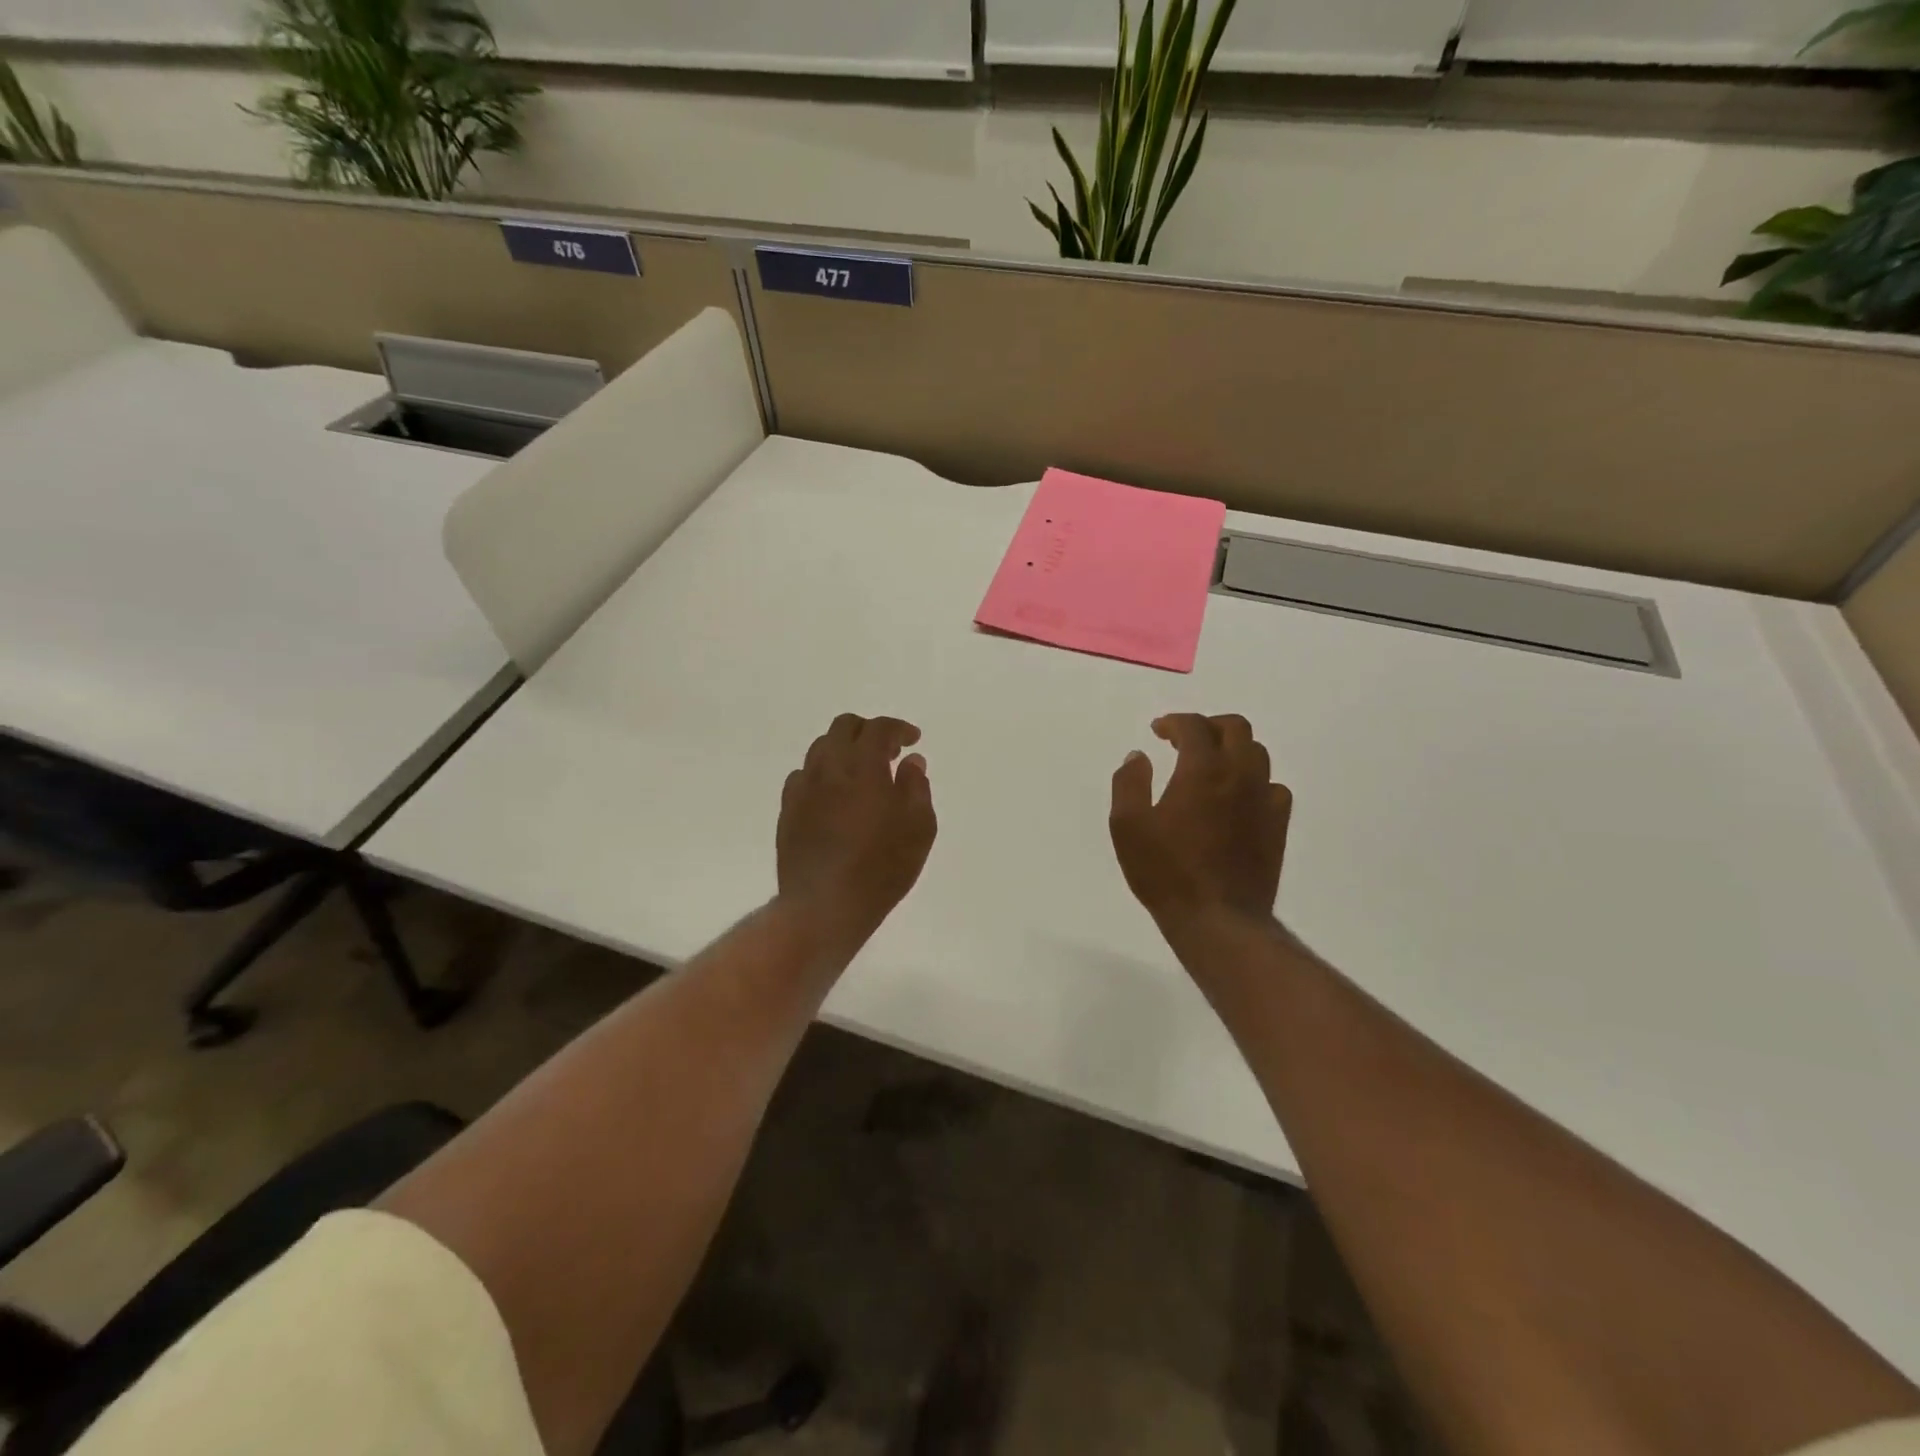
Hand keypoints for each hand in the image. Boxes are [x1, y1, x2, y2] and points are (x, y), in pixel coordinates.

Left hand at [777, 714, 936, 952]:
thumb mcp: (918, 827)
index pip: (879, 728)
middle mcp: (828, 767)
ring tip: (861, 774)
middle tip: (888, 753)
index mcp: (863, 765)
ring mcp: (802, 788)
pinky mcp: (787, 810)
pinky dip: (823, 775)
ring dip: (844, 750)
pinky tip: (834, 796)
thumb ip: (916, 787)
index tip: (913, 741)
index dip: (899, 729)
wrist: (824, 905)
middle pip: (844, 728)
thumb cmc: (881, 867)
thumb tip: (911, 762)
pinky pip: (803, 776)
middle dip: (868, 731)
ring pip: (820, 749)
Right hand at [1109, 714, 1292, 936]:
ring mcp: (1265, 800)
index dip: (1174, 722)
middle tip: (1184, 741)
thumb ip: (1129, 783)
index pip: (1194, 726)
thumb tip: (1138, 757)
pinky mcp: (1278, 825)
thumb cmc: (1166, 872)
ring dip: (1232, 750)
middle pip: (1236, 728)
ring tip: (1209, 766)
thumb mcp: (1128, 826)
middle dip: (1208, 726)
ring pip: (1258, 754)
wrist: (1218, 919)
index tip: (1157, 731)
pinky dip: (1254, 781)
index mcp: (1203, 770)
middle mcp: (1240, 775)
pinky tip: (1237, 798)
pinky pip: (1273, 787)